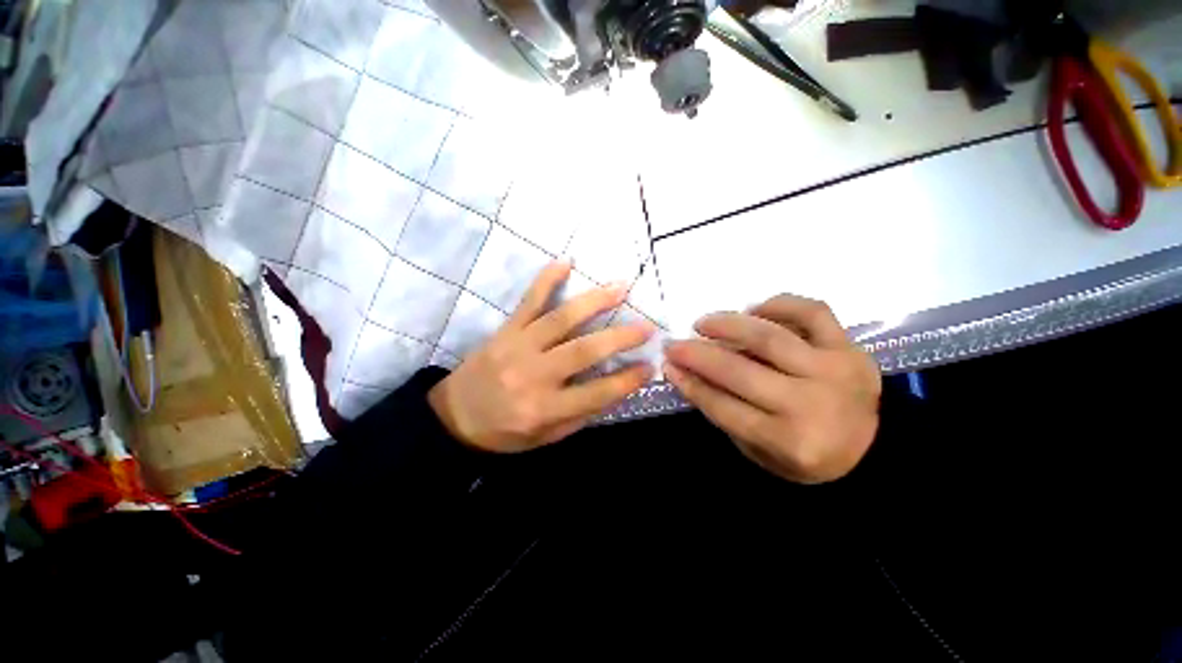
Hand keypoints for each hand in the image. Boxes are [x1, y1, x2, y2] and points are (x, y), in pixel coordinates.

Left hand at [429, 261, 654, 452]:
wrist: (454, 417)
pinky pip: (528, 301)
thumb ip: (581, 414)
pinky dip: (546, 280)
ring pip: (561, 319)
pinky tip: (566, 262)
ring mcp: (517, 346)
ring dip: (595, 301)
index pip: (596, 392)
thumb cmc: (505, 432)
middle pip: (584, 351)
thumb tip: (616, 388)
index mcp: (543, 408)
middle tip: (646, 326)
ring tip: (621, 287)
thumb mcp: (547, 437)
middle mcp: (533, 374)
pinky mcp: (505, 330)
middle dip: (620, 337)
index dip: (627, 380)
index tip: (649, 366)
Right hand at [663, 295, 880, 483]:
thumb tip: (687, 373)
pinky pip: (813, 312)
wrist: (874, 449)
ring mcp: (834, 370)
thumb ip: (723, 411)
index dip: (689, 383)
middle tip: (674, 343)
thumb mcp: (758, 449)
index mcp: (788, 441)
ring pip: (769, 337)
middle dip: (696, 354)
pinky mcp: (850, 347)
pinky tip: (755, 308)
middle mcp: (810, 404)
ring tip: (703, 323)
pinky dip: (779, 304)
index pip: (723, 406)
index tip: (668, 366)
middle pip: (739, 371)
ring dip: (727, 325)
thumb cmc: (807, 454)